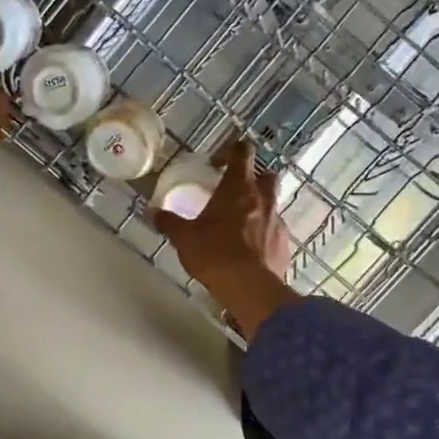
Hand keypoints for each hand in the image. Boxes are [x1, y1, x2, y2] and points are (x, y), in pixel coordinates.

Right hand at [154, 137, 299, 339]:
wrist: (249, 288)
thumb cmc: (214, 253)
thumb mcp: (184, 238)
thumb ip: (169, 222)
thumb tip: (153, 213)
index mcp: (238, 188)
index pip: (242, 153)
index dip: (233, 150)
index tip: (219, 161)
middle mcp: (262, 199)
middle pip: (267, 175)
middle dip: (254, 178)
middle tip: (236, 191)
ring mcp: (277, 221)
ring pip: (273, 204)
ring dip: (260, 207)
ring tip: (241, 224)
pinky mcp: (284, 245)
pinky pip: (276, 231)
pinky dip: (265, 234)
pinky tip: (251, 250)